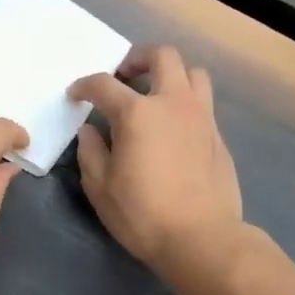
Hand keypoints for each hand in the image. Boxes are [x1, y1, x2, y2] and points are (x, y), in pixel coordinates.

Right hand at [68, 44, 244, 280]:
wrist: (203, 239)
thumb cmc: (143, 214)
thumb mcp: (101, 188)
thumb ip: (91, 152)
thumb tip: (90, 131)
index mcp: (137, 113)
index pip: (104, 84)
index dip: (84, 86)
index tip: (76, 95)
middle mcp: (172, 103)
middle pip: (161, 56)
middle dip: (138, 58)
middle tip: (124, 76)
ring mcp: (201, 116)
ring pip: (192, 72)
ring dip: (171, 74)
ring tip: (156, 94)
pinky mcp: (218, 135)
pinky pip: (203, 102)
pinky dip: (186, 102)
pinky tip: (174, 128)